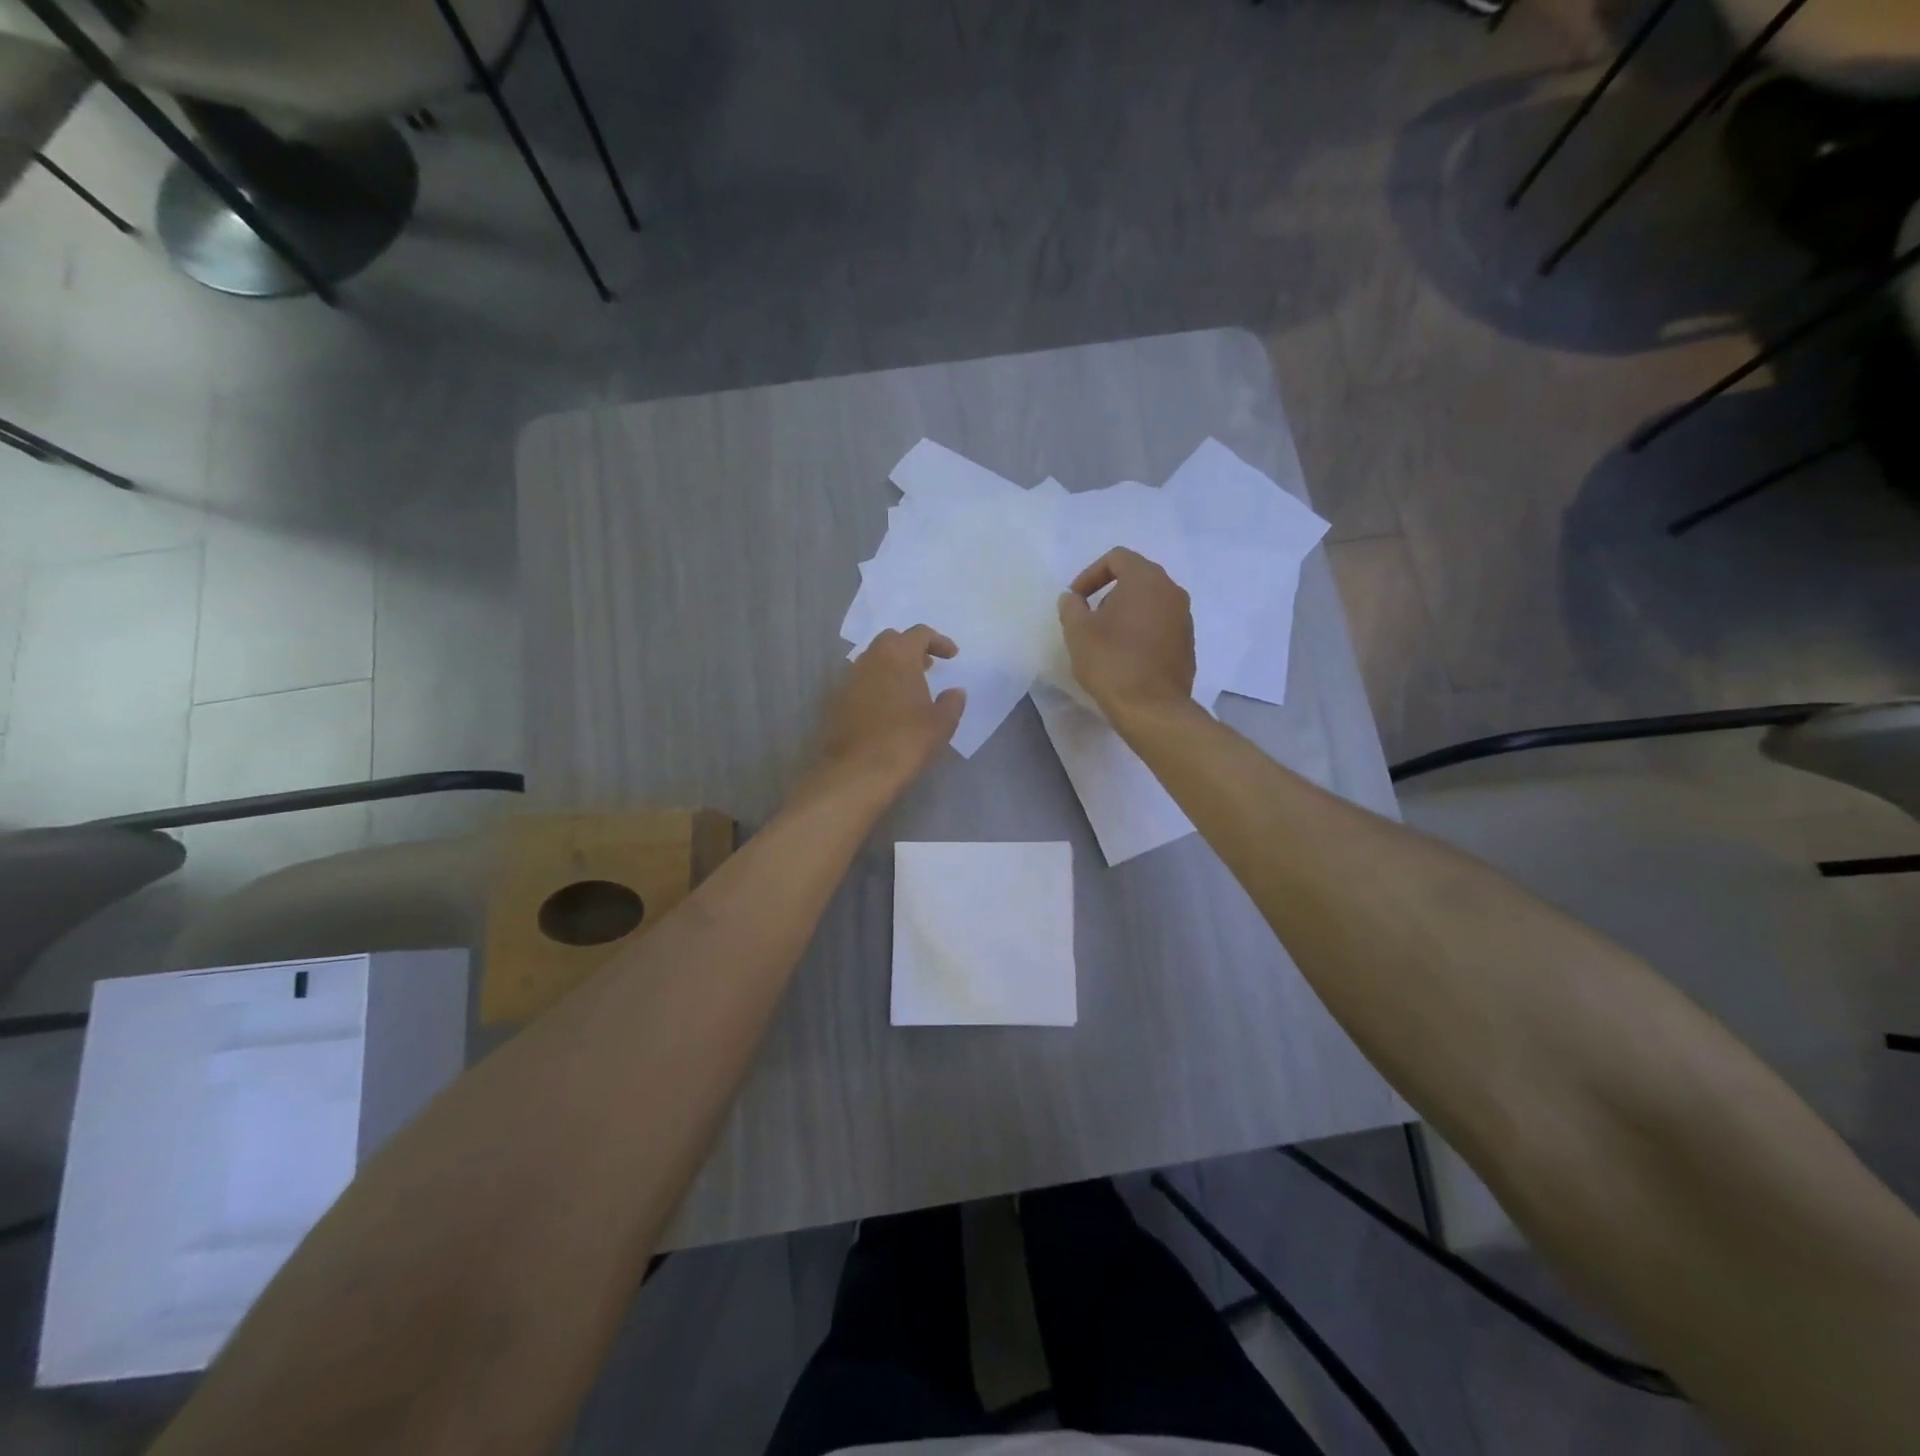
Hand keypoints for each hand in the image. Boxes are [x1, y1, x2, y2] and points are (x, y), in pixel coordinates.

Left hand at [813, 625, 966, 793]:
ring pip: (872, 661)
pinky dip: (875, 687)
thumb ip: (952, 702)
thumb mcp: (941, 724)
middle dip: (910, 649)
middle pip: (891, 641)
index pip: (919, 633)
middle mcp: (869, 659)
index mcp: (898, 655)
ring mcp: (847, 680)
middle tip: (927, 667)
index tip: (951, 656)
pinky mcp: (835, 702)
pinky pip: (859, 683)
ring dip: (891, 668)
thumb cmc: (906, 741)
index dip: (938, 641)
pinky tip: (886, 709)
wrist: (857, 772)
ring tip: (908, 689)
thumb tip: (955, 691)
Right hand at [1057, 548, 1194, 720]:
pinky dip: (1142, 630)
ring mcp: (1184, 617)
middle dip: (1109, 593)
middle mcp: (1172, 591)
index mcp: (1146, 579)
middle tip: (1089, 618)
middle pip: (1137, 578)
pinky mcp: (1187, 643)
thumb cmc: (1111, 662)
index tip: (1076, 599)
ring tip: (1106, 639)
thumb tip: (1073, 598)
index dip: (1090, 574)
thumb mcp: (1077, 631)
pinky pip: (1161, 624)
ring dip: (1126, 613)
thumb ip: (1072, 606)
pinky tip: (1126, 655)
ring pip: (1150, 602)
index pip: (1117, 558)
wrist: (1151, 707)